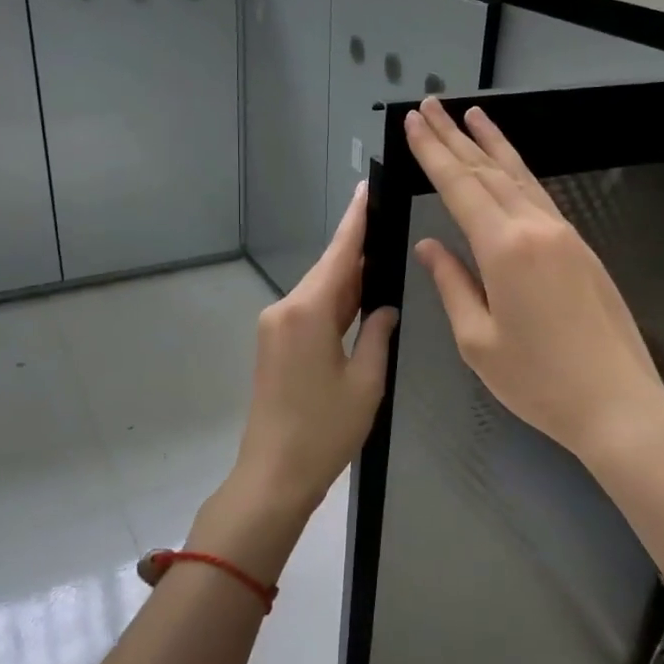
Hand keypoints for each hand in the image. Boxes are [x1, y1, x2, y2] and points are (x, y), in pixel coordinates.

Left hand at [227, 182, 398, 514]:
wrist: (273, 474)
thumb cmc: (324, 431)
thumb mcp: (366, 382)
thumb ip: (378, 334)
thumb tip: (386, 308)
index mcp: (308, 312)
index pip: (340, 255)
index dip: (356, 221)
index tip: (368, 188)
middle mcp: (285, 310)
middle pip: (329, 271)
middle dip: (358, 249)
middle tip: (390, 223)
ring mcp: (276, 327)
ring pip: (320, 292)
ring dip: (350, 279)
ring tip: (384, 257)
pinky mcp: (276, 345)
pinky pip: (311, 311)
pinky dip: (336, 303)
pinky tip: (360, 298)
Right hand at [404, 97, 663, 461]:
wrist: (618, 403)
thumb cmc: (539, 381)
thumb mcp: (478, 341)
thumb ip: (452, 284)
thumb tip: (430, 246)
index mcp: (504, 249)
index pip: (460, 187)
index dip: (433, 153)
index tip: (413, 122)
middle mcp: (536, 228)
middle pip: (488, 171)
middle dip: (455, 137)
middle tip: (430, 106)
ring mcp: (564, 235)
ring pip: (520, 177)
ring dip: (492, 144)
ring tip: (471, 115)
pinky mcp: (581, 248)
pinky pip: (541, 196)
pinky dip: (518, 173)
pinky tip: (508, 167)